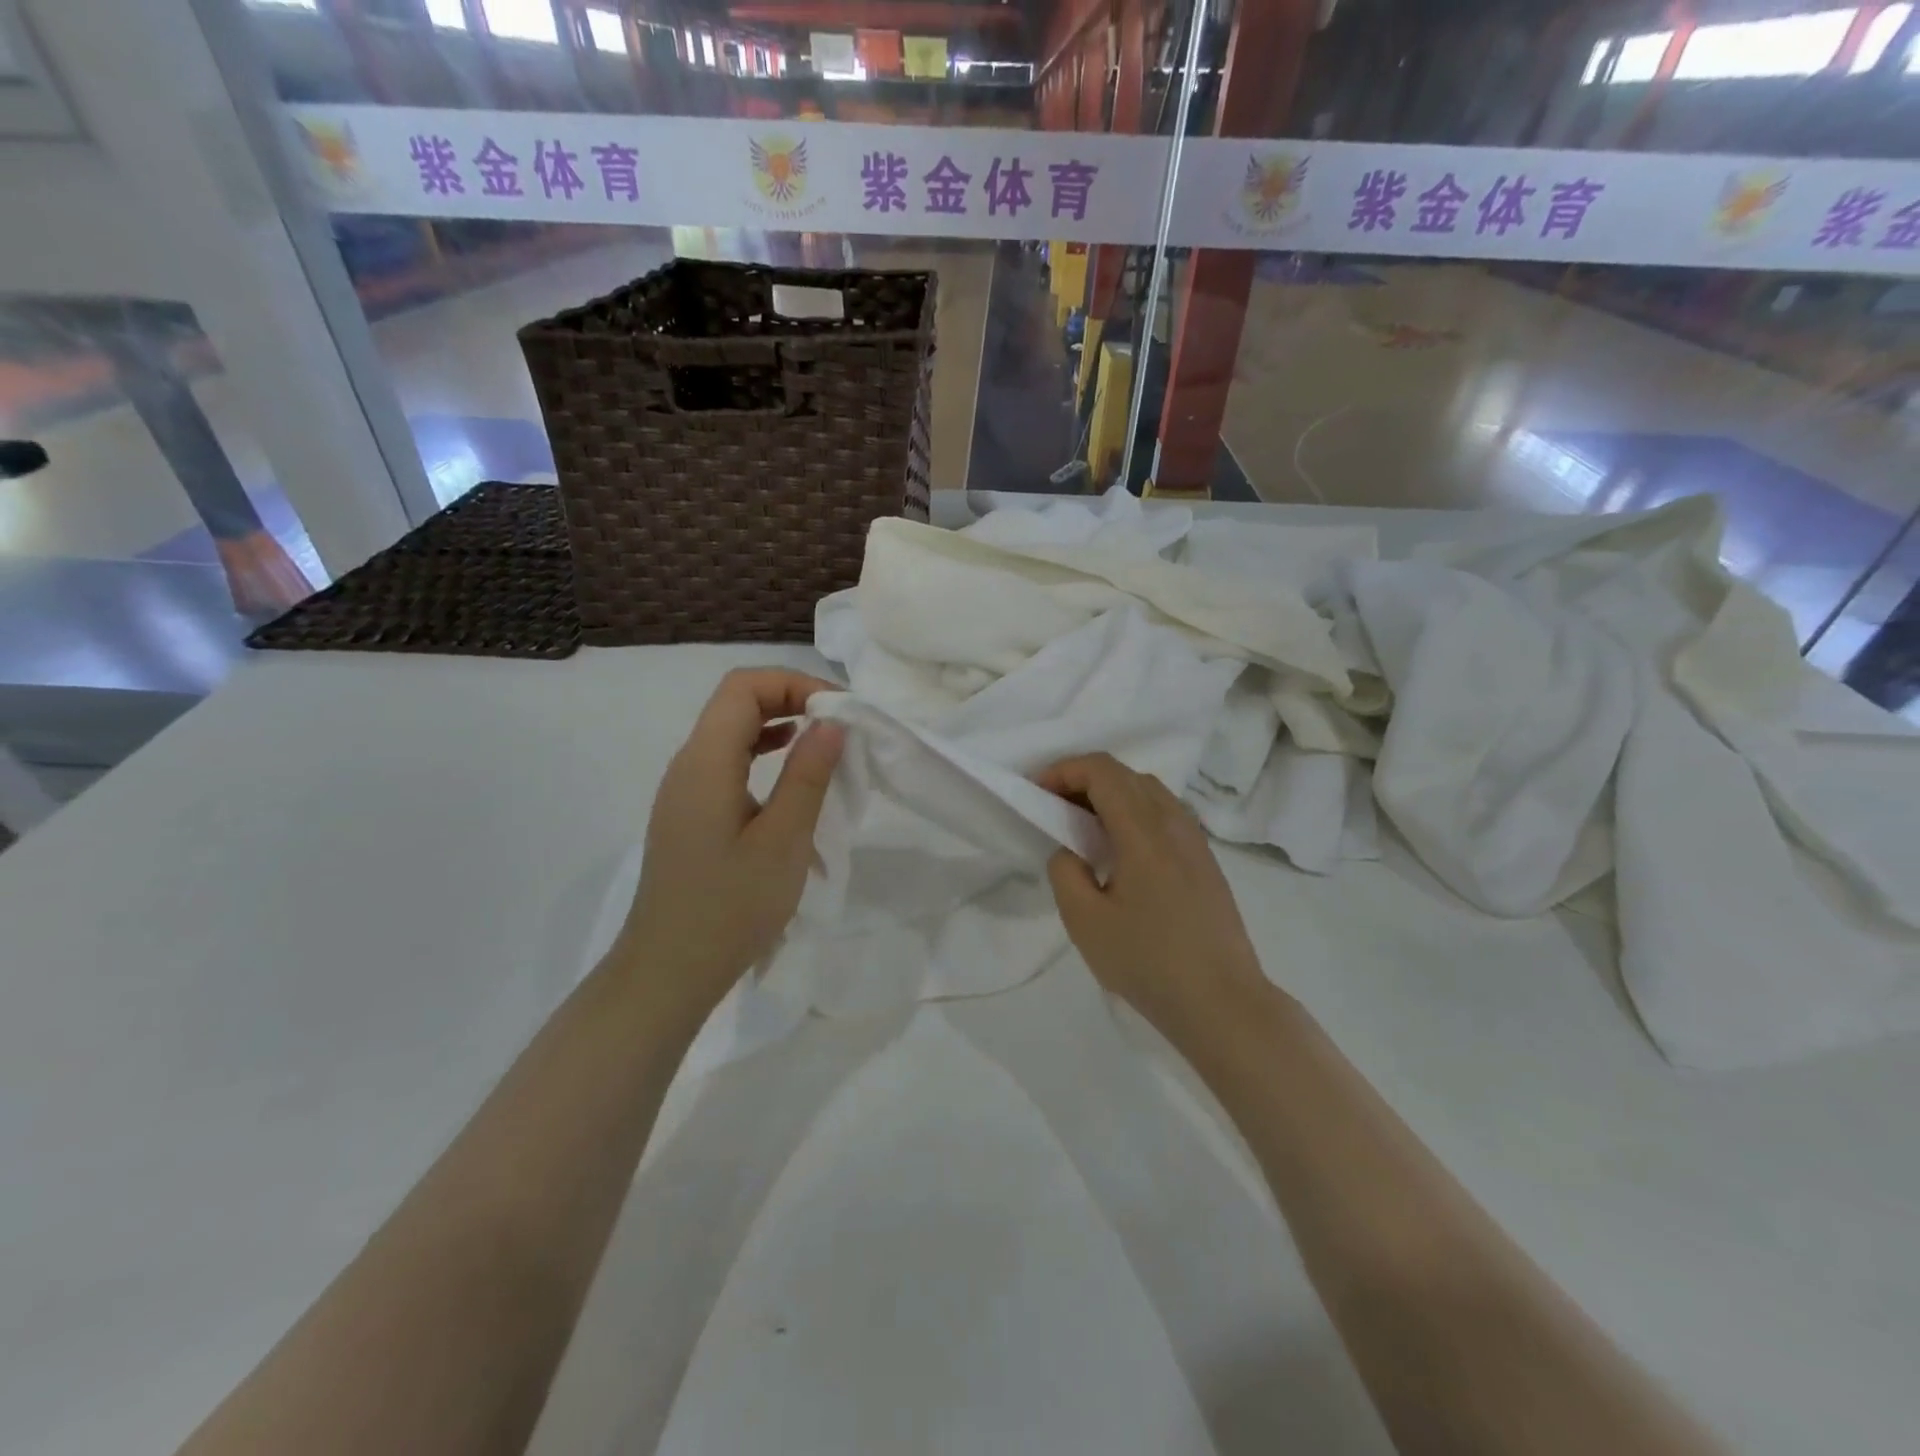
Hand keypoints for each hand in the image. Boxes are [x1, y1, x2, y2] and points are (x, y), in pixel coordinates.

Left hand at [616, 668, 845, 1018]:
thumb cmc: (730, 908)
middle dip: (790, 698)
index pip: (743, 687)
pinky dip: (763, 753)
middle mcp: (688, 765)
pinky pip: (727, 763)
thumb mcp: (783, 841)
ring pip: (731, 732)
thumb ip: (808, 774)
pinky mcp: (690, 814)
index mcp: (705, 762)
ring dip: (778, 725)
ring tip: (825, 743)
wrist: (669, 972)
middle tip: (841, 724)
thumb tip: (832, 721)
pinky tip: (791, 774)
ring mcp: (684, 791)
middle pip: (735, 702)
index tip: (840, 711)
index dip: (794, 683)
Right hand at [1039, 754, 1268, 1042]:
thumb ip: (1065, 872)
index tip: (1037, 791)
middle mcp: (1174, 823)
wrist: (1222, 1002)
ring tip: (1083, 827)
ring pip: (1149, 792)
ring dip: (1111, 794)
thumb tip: (1070, 851)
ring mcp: (1195, 841)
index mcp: (1144, 831)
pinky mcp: (1205, 861)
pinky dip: (1133, 812)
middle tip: (1053, 807)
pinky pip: (1165, 814)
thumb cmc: (1148, 962)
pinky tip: (1120, 850)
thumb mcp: (1085, 922)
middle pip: (1126, 774)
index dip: (1065, 770)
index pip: (1103, 771)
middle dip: (1083, 779)